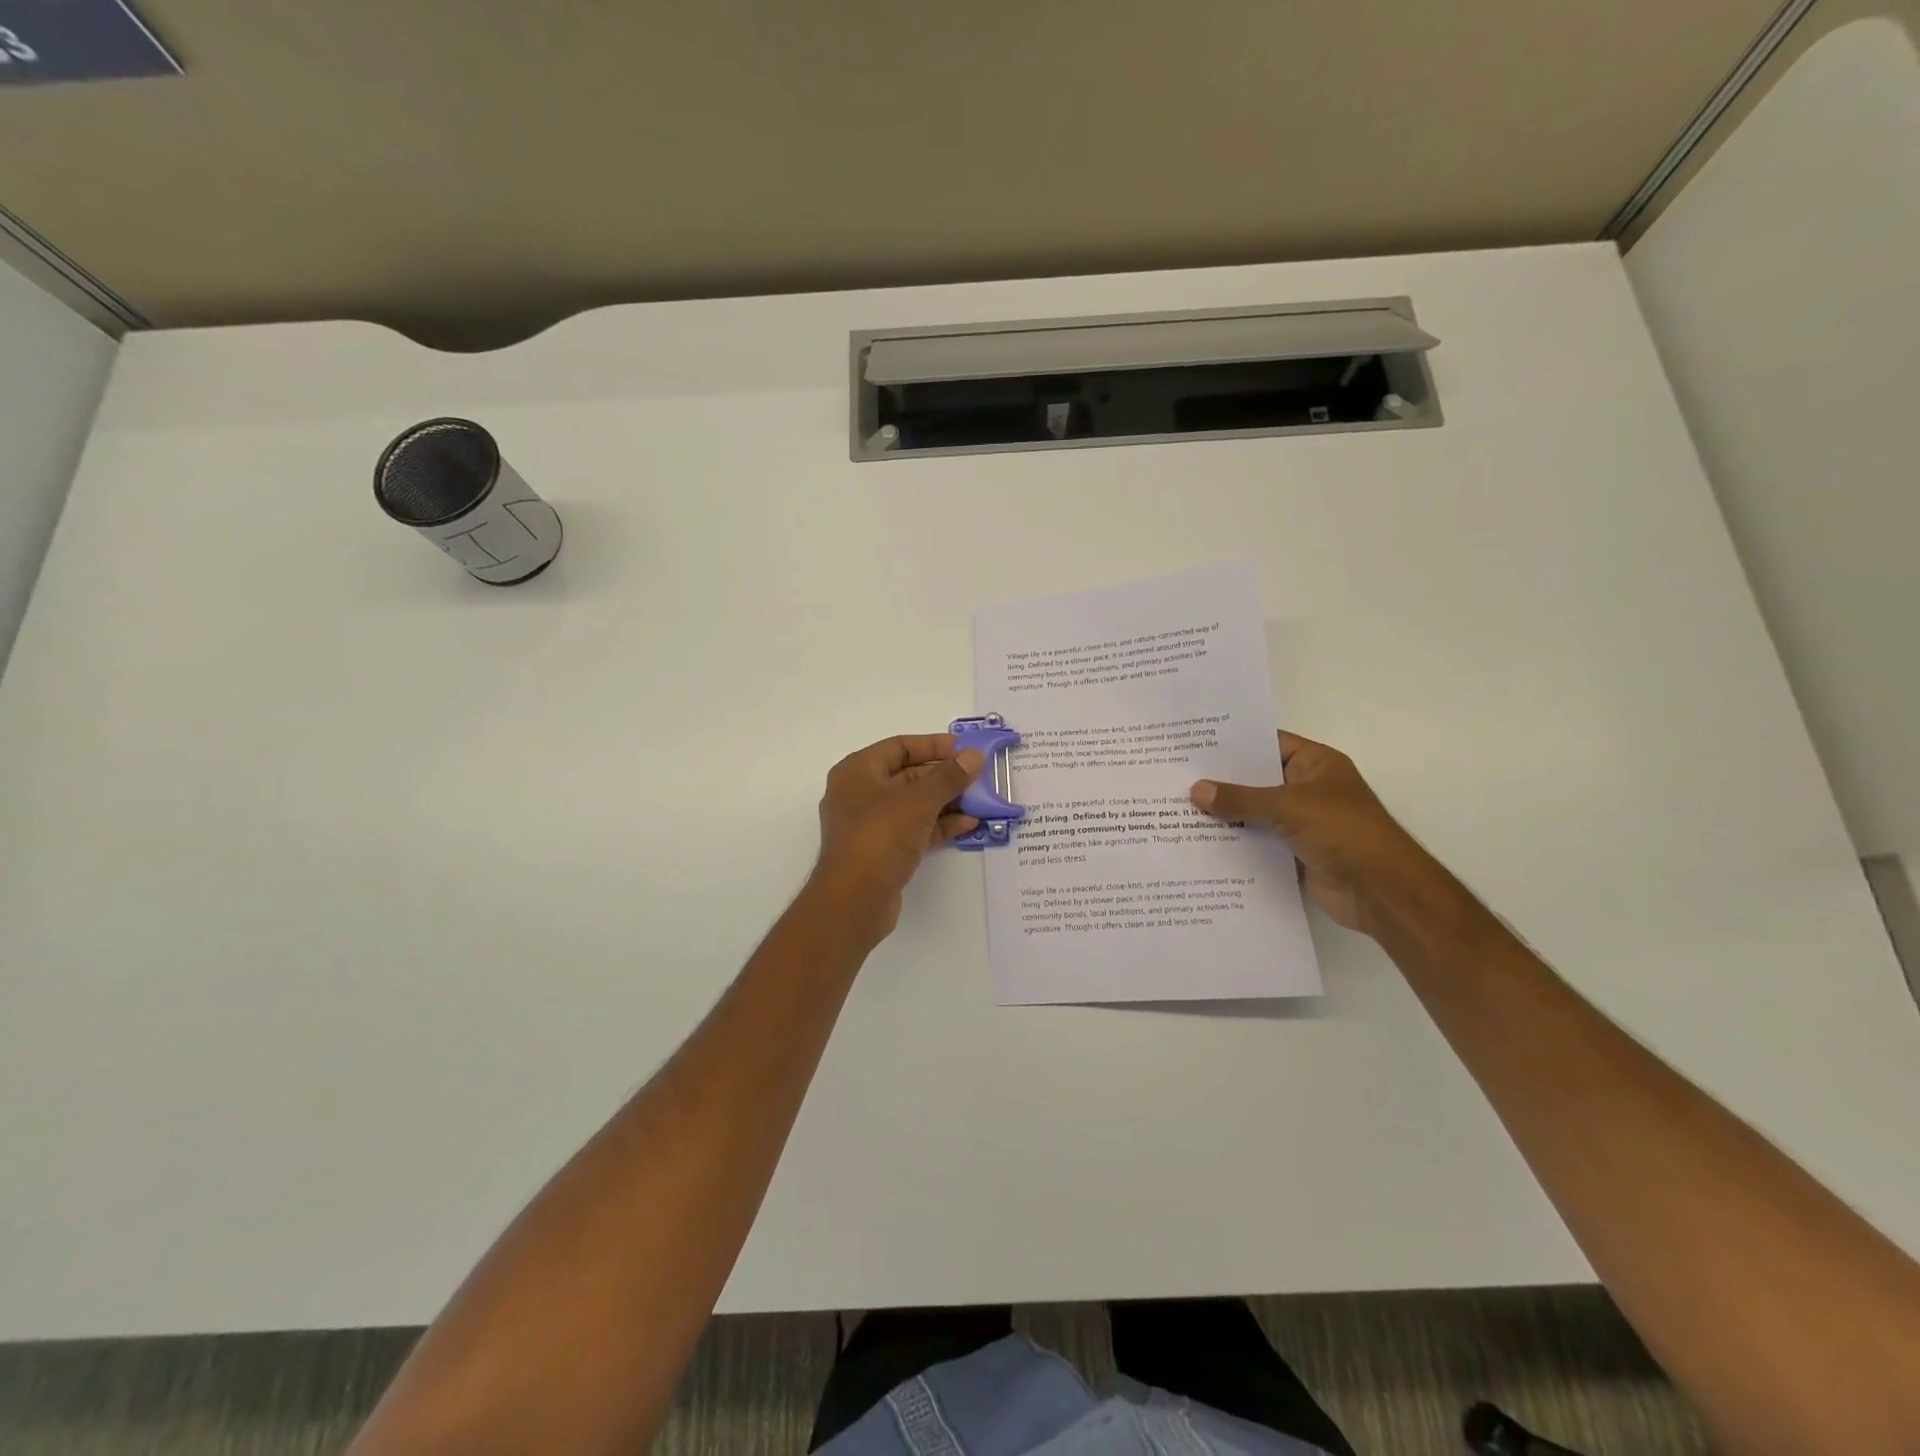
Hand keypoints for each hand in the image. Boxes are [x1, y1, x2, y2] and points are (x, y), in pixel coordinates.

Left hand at [810, 734, 984, 944]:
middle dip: (944, 776)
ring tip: (981, 800)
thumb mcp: (918, 801)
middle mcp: (860, 794)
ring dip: (946, 802)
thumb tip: (974, 756)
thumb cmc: (880, 837)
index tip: (965, 749)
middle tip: (979, 776)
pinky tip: (968, 824)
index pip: (899, 747)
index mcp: (857, 772)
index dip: (933, 745)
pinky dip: (939, 825)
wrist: (854, 901)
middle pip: (908, 775)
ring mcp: (871, 825)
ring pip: (914, 805)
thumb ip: (948, 777)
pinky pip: (914, 829)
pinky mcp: (882, 851)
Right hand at [1190, 732, 1433, 934]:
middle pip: (1256, 780)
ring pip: (1254, 813)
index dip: (1233, 744)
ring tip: (1177, 808)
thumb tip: (1196, 790)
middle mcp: (1307, 789)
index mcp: (1314, 764)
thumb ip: (1240, 798)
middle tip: (1176, 776)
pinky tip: (1198, 841)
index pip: (1267, 744)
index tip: (1193, 744)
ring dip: (1224, 815)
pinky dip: (1234, 843)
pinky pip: (1257, 842)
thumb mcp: (1287, 806)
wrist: (1380, 890)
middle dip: (1221, 781)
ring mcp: (1300, 822)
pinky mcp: (1293, 853)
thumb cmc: (1342, 831)